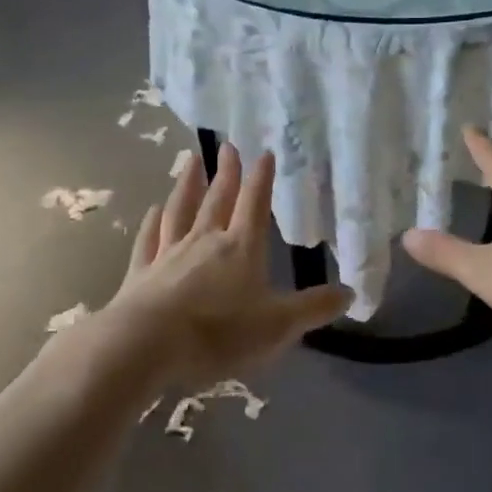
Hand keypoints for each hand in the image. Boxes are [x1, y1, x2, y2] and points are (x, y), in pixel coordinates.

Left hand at [100, 142, 352, 386]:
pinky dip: (152, 222)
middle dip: (227, 173)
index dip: (262, 179)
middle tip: (228, 146)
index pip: (255, 205)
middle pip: (218, 200)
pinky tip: (153, 210)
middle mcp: (205, 242)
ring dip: (187, 184)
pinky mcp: (141, 273)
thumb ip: (314, 308)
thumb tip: (350, 292)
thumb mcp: (278, 326)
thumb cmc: (219, 333)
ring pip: (180, 210)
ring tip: (191, 160)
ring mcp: (169, 254)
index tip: (264, 152)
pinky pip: (149, 239)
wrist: (147, 345)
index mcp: (241, 249)